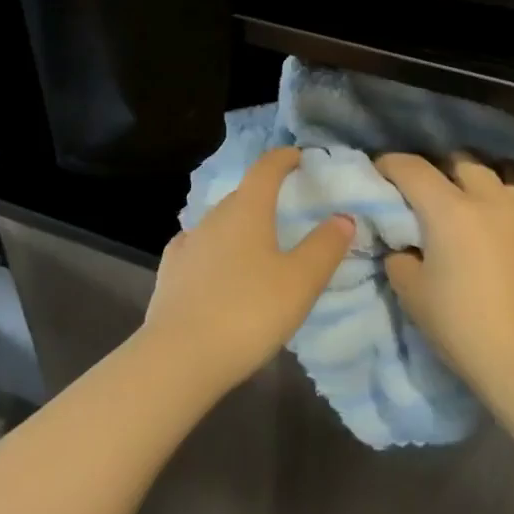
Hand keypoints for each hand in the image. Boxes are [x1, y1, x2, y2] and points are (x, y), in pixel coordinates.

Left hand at [143, 147, 355, 396]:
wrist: (179, 357)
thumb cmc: (248, 312)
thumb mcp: (300, 282)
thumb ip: (324, 247)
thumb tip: (343, 217)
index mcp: (247, 210)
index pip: (266, 169)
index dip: (283, 158)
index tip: (297, 156)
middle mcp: (214, 217)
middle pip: (242, 195)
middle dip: (263, 194)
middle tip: (285, 207)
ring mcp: (187, 244)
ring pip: (219, 222)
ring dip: (238, 224)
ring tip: (255, 242)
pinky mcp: (170, 273)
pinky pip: (196, 247)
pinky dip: (212, 248)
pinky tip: (213, 263)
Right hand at [378, 153, 513, 410]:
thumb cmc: (464, 328)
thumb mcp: (413, 295)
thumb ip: (400, 258)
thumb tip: (403, 246)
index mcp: (449, 209)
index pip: (412, 168)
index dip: (389, 164)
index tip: (377, 171)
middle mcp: (487, 200)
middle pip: (459, 160)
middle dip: (436, 167)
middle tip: (421, 192)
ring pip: (497, 172)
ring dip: (475, 178)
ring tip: (463, 199)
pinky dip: (501, 202)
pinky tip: (494, 227)